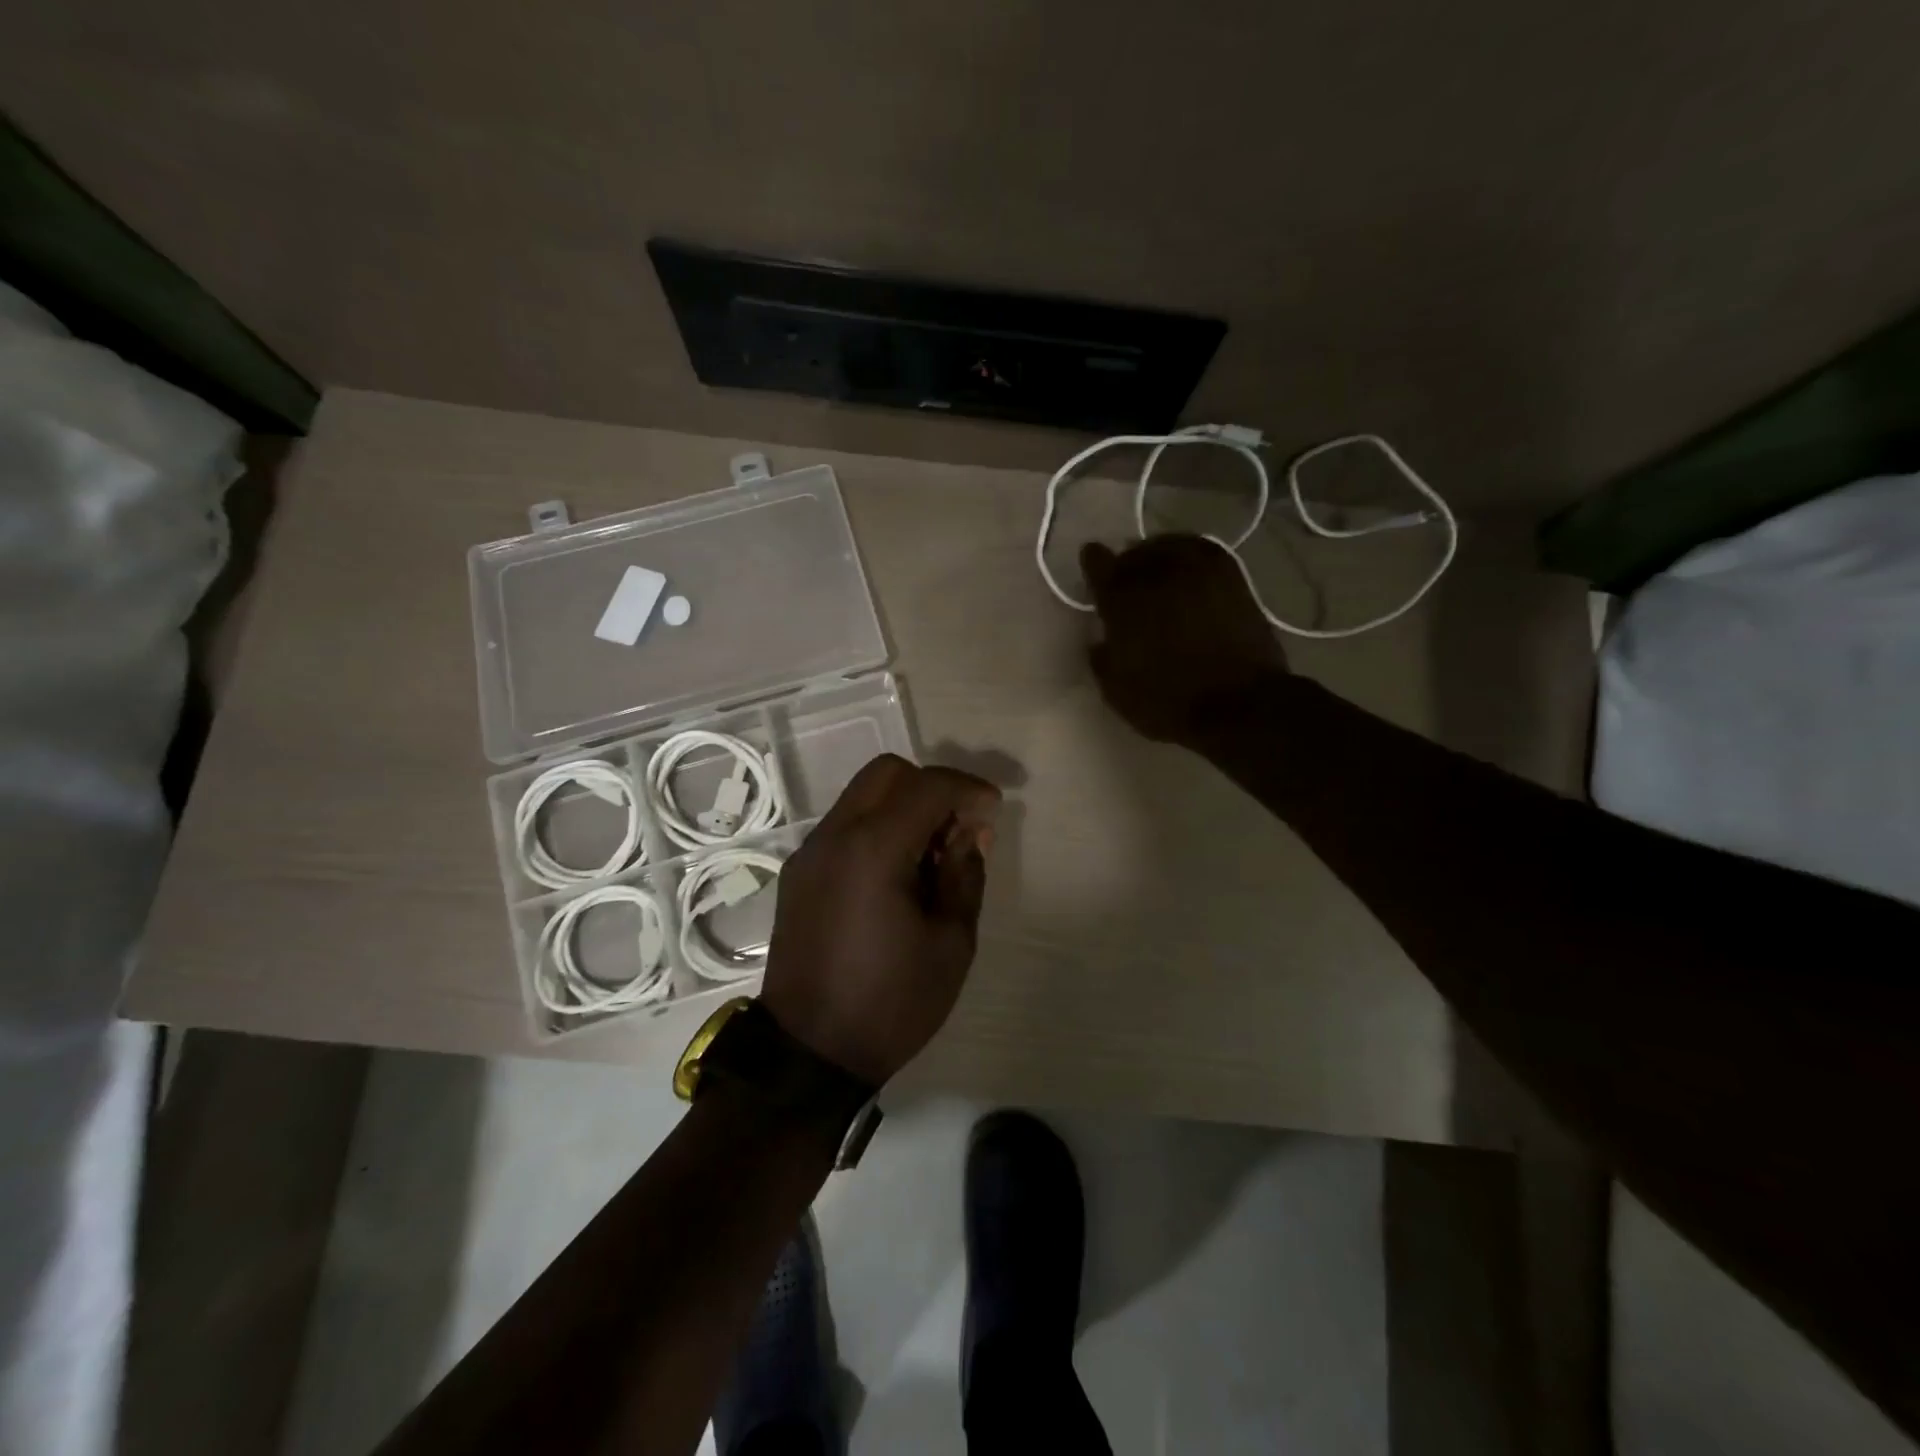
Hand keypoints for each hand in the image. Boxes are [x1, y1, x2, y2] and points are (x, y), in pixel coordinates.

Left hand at [763, 755, 1000, 1085]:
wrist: (807, 1054)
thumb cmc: (890, 1003)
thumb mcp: (951, 944)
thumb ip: (966, 875)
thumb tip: (969, 834)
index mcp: (873, 849)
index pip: (927, 786)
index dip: (968, 788)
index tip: (992, 812)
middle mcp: (834, 836)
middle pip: (887, 773)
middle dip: (931, 787)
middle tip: (959, 828)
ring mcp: (810, 853)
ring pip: (862, 796)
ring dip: (903, 807)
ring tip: (931, 856)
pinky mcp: (799, 873)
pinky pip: (844, 826)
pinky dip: (877, 829)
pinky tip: (896, 875)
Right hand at [1081, 536, 1287, 745]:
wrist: (1239, 705)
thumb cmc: (1169, 702)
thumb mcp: (1117, 691)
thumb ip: (1102, 658)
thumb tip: (1101, 640)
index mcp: (1122, 600)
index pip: (1098, 563)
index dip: (1093, 563)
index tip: (1092, 565)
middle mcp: (1156, 574)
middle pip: (1134, 552)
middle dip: (1125, 563)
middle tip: (1125, 578)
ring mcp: (1197, 569)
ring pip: (1168, 545)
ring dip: (1157, 554)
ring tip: (1157, 567)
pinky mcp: (1230, 575)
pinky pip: (1202, 549)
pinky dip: (1189, 553)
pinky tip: (1188, 567)